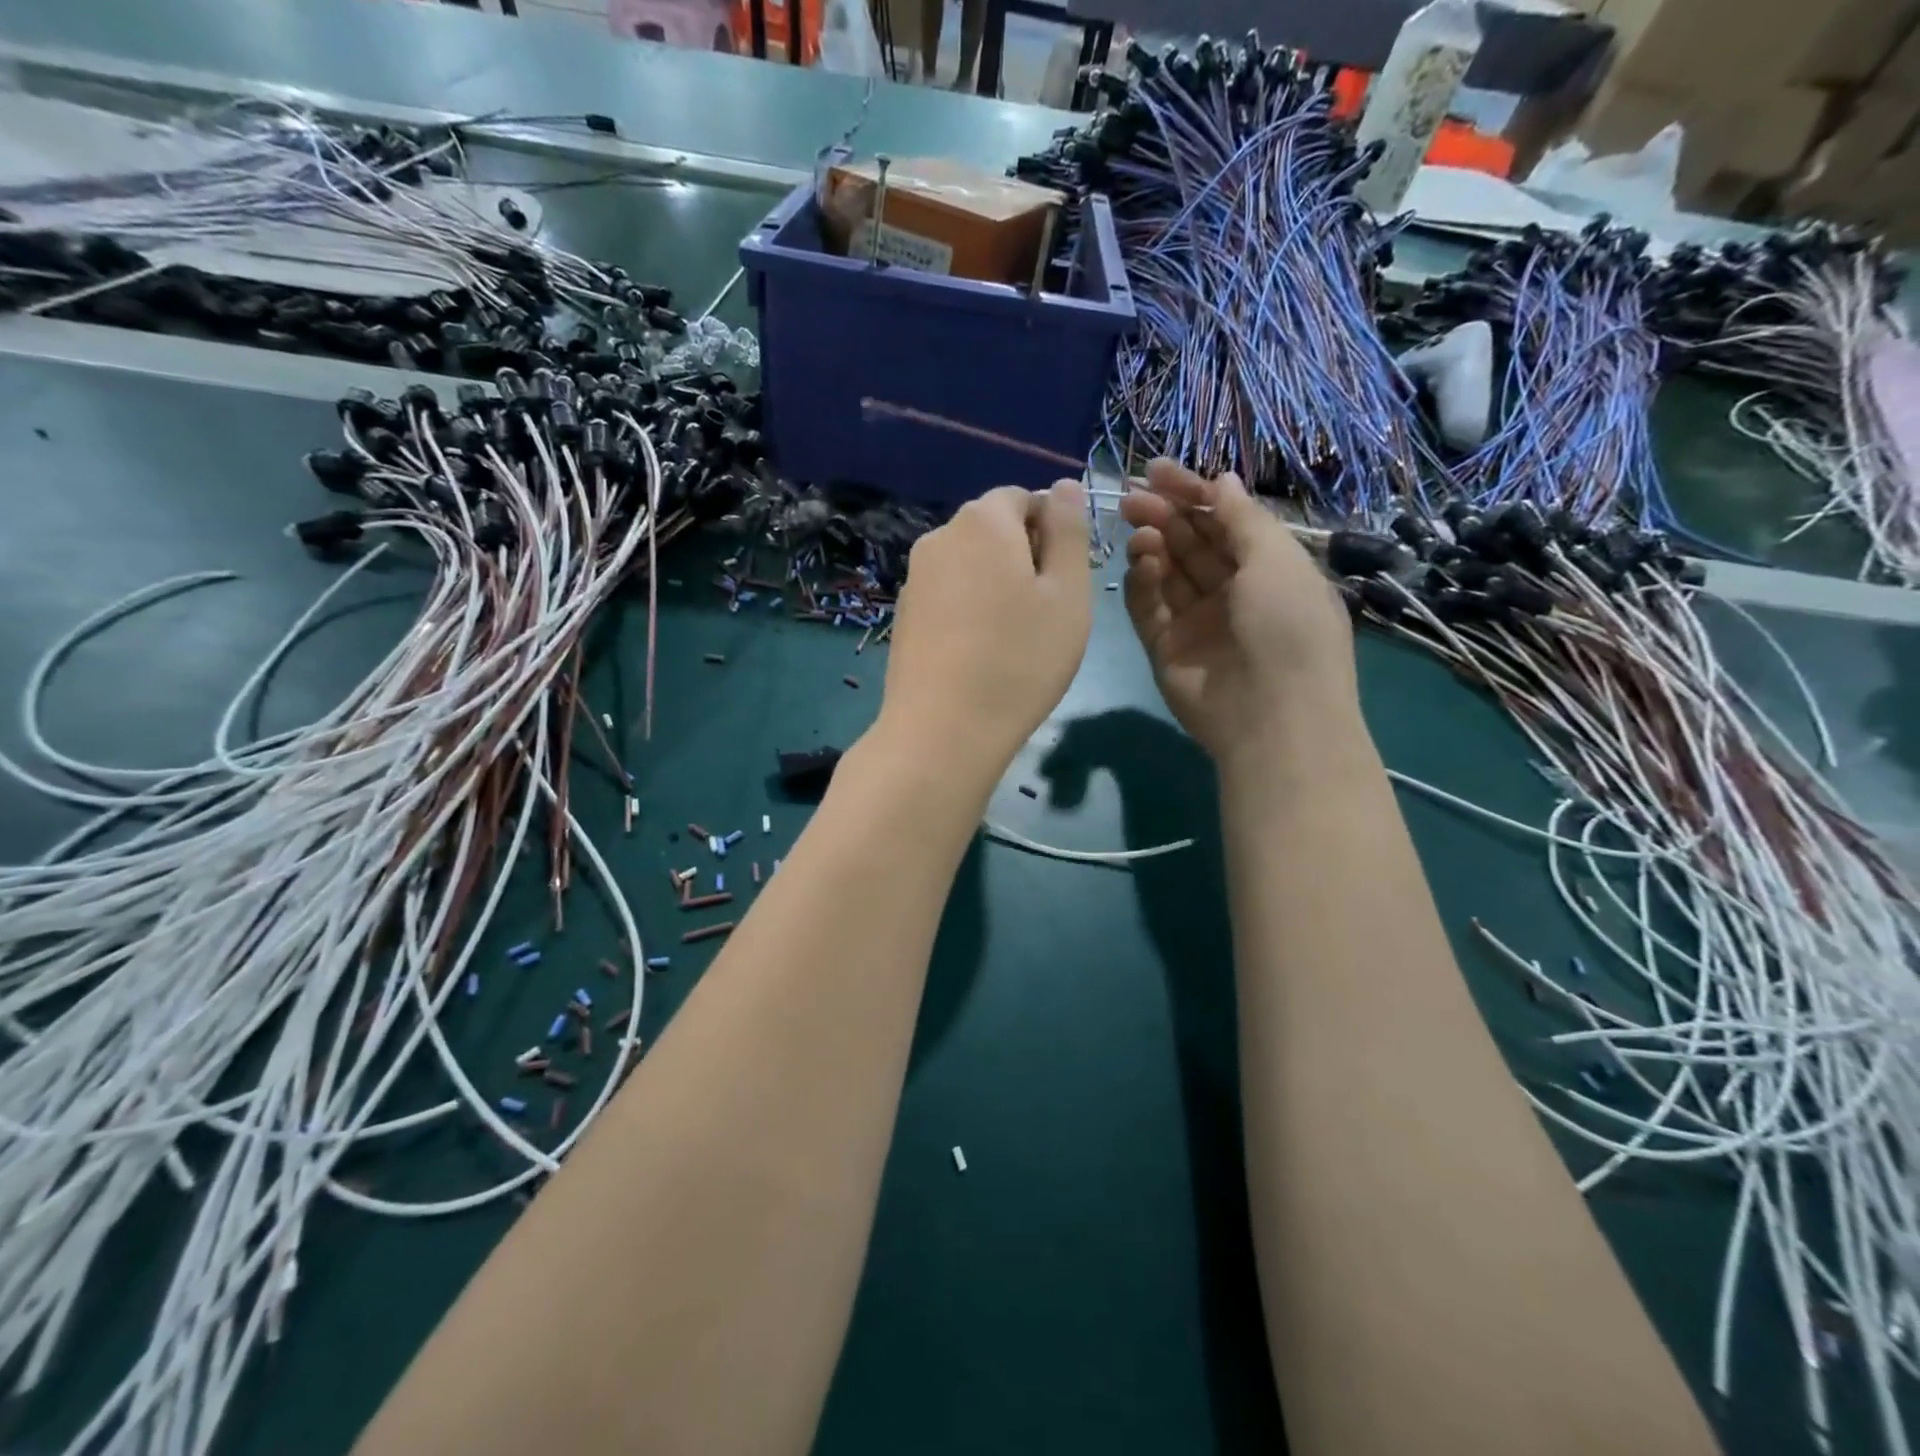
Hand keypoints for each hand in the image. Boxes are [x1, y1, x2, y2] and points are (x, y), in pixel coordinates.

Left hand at [879, 483, 1091, 791]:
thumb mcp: (1068, 593)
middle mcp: (939, 537)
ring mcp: (915, 578)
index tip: (1064, 583)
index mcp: (982, 520)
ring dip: (996, 586)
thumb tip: (1064, 486)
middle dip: (1023, 558)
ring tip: (1012, 639)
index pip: (1024, 499)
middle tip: (1044, 615)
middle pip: (993, 530)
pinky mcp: (904, 615)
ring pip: (970, 566)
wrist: (942, 731)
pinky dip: (969, 611)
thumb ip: (1070, 531)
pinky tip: (978, 654)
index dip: (1052, 533)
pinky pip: (948, 596)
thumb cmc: (1020, 660)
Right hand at [1121, 460, 1356, 762]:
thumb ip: (1243, 518)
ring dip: (1152, 545)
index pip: (1225, 521)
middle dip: (1165, 515)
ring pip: (1167, 573)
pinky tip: (1139, 562)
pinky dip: (1141, 583)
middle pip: (1191, 544)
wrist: (1272, 717)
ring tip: (1138, 529)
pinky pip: (1148, 608)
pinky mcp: (1166, 648)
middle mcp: (1232, 593)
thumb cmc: (1287, 628)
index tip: (1156, 470)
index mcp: (1269, 570)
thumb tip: (1222, 481)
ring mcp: (1197, 622)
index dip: (1193, 493)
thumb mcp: (1277, 561)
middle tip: (1131, 497)